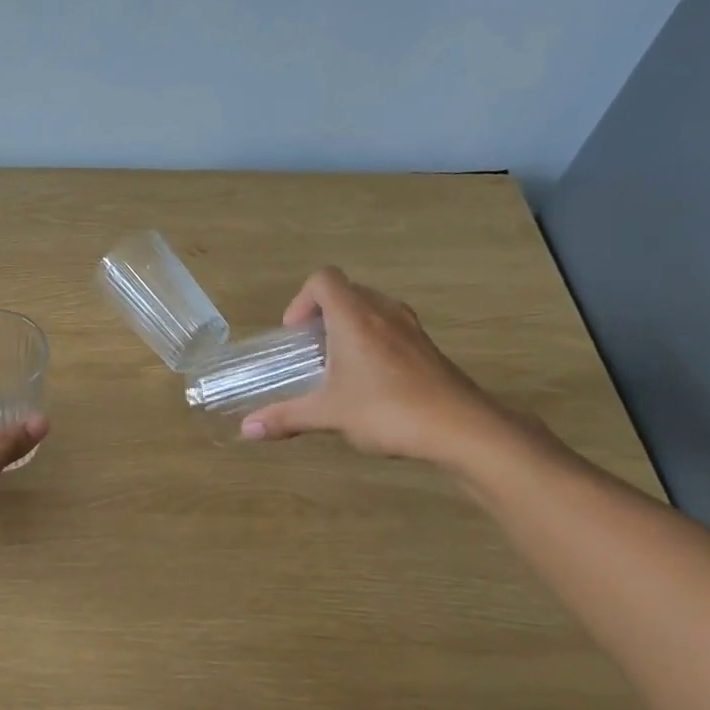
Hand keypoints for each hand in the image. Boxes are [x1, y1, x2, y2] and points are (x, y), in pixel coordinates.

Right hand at [239, 267, 508, 465]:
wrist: (463, 429)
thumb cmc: (388, 411)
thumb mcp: (329, 415)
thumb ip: (286, 418)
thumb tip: (245, 430)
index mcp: (355, 317)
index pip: (324, 280)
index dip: (301, 301)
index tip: (296, 335)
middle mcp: (384, 313)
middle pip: (347, 292)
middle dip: (323, 315)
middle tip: (311, 351)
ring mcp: (411, 329)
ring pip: (372, 309)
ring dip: (349, 327)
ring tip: (338, 366)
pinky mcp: (428, 348)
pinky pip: (391, 328)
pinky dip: (373, 342)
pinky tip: (371, 383)